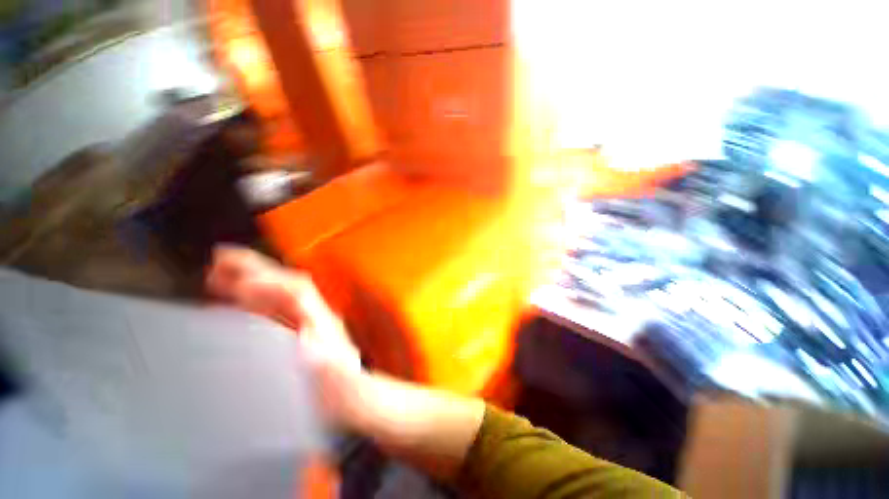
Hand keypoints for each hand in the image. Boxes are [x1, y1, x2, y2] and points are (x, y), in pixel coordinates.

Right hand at [207, 246, 365, 427]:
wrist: (355, 398)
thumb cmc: (346, 392)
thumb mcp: (339, 379)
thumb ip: (325, 360)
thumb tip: (305, 338)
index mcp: (323, 323)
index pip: (298, 293)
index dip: (271, 284)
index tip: (240, 283)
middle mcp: (314, 316)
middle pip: (285, 284)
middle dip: (257, 270)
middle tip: (221, 257)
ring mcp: (305, 323)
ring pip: (275, 294)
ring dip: (249, 281)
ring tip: (217, 272)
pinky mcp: (295, 333)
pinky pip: (270, 311)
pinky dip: (250, 302)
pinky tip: (232, 301)